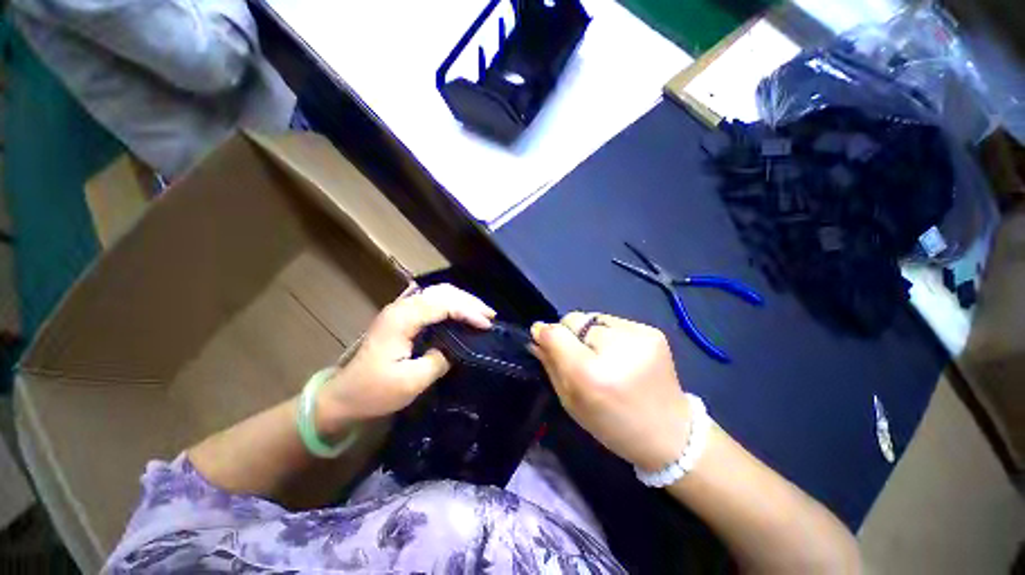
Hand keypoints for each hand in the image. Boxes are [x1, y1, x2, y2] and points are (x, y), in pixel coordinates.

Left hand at [317, 284, 494, 433]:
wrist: (342, 397)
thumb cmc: (374, 392)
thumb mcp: (410, 382)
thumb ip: (438, 361)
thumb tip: (455, 348)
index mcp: (402, 320)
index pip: (442, 305)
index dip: (467, 312)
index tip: (486, 325)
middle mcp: (401, 308)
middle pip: (442, 292)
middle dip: (469, 301)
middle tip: (490, 315)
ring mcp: (400, 310)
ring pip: (437, 293)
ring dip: (462, 300)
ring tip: (481, 312)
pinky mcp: (402, 317)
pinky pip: (432, 302)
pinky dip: (451, 305)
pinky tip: (462, 313)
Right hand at [531, 312, 690, 471]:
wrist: (670, 434)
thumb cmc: (612, 425)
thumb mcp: (571, 402)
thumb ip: (551, 365)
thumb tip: (537, 335)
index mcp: (592, 373)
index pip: (556, 332)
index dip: (545, 333)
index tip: (541, 339)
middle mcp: (615, 347)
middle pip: (574, 318)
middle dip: (570, 334)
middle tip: (582, 358)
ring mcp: (638, 335)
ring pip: (593, 318)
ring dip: (590, 333)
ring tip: (604, 357)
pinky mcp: (652, 331)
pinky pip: (613, 322)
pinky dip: (609, 334)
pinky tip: (621, 354)